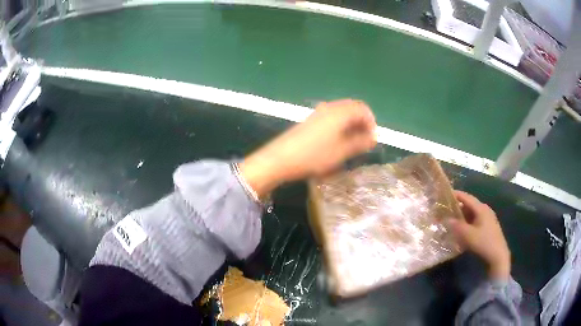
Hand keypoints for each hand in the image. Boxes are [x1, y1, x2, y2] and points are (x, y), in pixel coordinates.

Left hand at [240, 99, 376, 196]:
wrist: (281, 158)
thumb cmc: (314, 156)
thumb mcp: (341, 152)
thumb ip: (360, 143)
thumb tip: (373, 138)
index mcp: (340, 112)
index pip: (363, 109)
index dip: (371, 123)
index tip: (372, 140)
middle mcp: (330, 107)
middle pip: (352, 109)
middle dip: (362, 123)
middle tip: (364, 142)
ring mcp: (318, 113)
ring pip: (342, 114)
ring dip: (351, 126)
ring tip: (352, 144)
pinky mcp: (310, 120)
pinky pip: (331, 118)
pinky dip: (340, 127)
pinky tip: (337, 142)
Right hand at [449, 190, 510, 280]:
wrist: (498, 255)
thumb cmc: (483, 242)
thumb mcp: (468, 235)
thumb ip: (457, 226)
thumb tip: (447, 219)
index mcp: (481, 208)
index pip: (467, 197)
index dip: (456, 195)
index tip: (446, 194)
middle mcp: (485, 210)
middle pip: (470, 204)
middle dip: (458, 206)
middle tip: (447, 210)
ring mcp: (488, 218)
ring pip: (473, 213)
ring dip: (463, 215)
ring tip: (452, 220)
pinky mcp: (488, 226)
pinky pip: (476, 220)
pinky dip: (468, 221)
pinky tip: (463, 229)